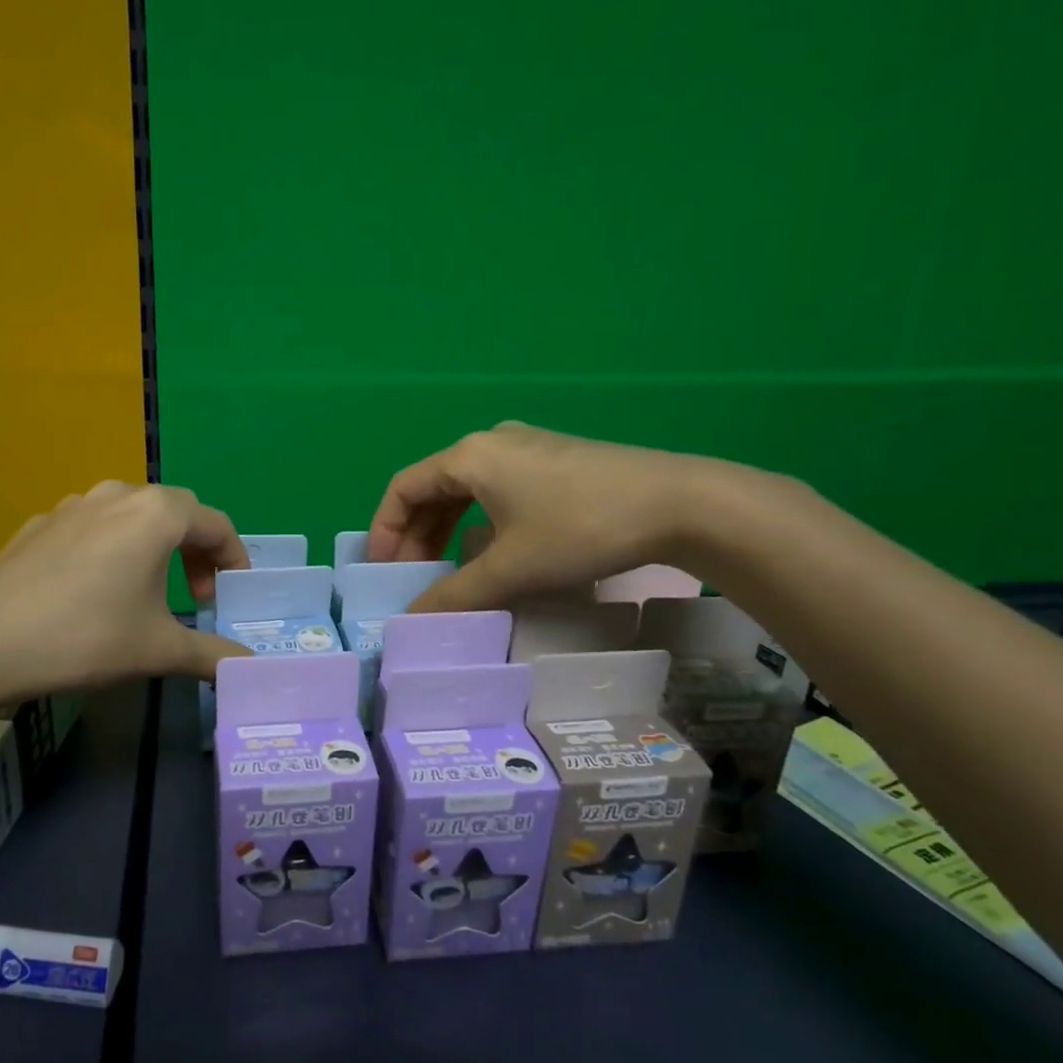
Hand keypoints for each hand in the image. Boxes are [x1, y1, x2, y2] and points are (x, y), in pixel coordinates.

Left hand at [0, 481, 250, 700]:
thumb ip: (212, 655)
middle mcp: (119, 495)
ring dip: (152, 544)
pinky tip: (92, 588)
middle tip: (194, 594)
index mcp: (157, 515)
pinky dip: (109, 547)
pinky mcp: (40, 523)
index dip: (234, 558)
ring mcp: (74, 505)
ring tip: (146, 586)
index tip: (232, 593)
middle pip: (176, 511)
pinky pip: (90, 526)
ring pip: (130, 513)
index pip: (216, 524)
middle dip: (195, 549)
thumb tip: (249, 666)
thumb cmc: (87, 638)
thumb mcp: (159, 651)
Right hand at [366, 423, 722, 612]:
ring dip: (447, 530)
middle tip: (414, 578)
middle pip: (433, 488)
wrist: (679, 503)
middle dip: (416, 535)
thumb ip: (455, 595)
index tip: (383, 571)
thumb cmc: (580, 528)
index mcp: (469, 456)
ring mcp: (526, 447)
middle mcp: (491, 442)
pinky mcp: (555, 460)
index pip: (403, 489)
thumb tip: (410, 620)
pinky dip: (479, 520)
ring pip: (466, 489)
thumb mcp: (511, 569)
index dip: (384, 530)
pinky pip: (496, 488)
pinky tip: (493, 549)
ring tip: (447, 570)